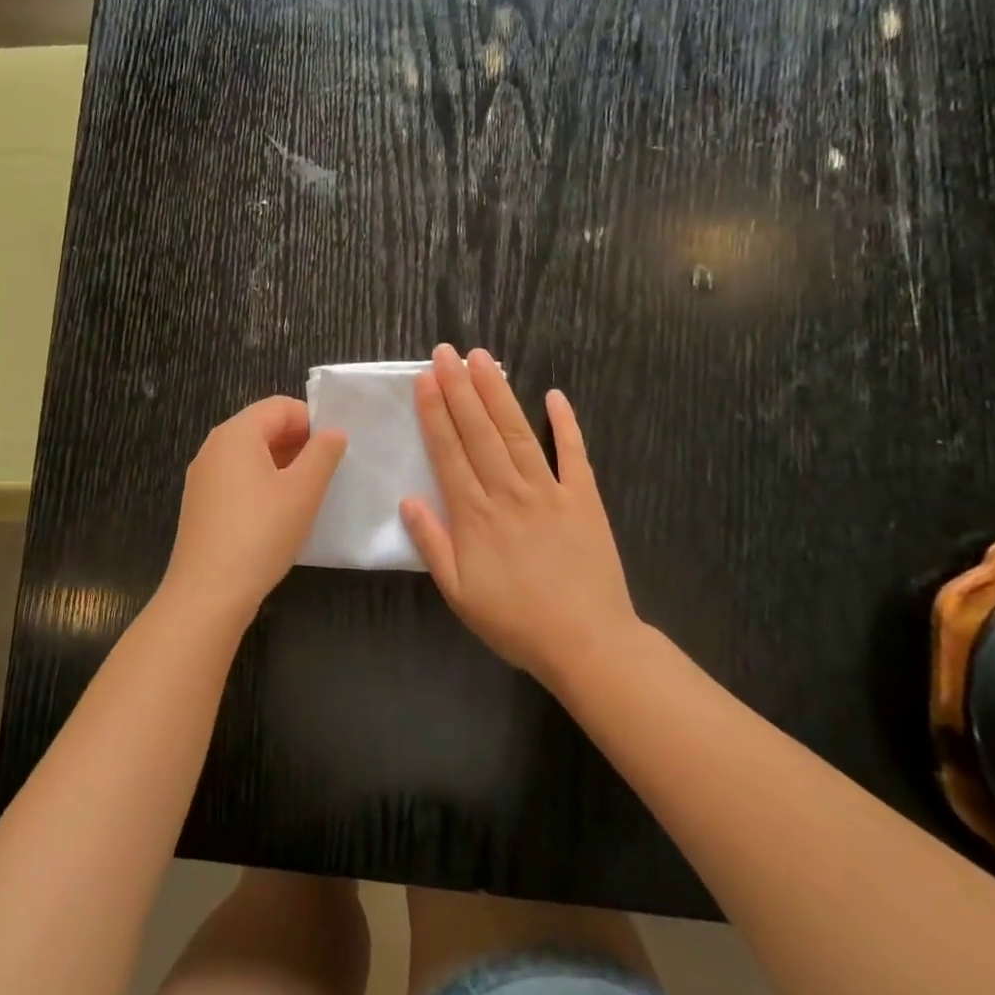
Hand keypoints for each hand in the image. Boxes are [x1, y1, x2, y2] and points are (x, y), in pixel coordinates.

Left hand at [160, 396, 347, 625]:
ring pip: (250, 455)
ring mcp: (203, 477)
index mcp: (236, 434)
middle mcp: (214, 447)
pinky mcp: (201, 504)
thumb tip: (333, 432)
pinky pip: (237, 478)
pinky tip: (280, 513)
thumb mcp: (303, 491)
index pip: (280, 406)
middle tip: (328, 470)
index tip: (336, 447)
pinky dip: (262, 484)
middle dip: (298, 442)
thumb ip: (323, 454)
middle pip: (262, 427)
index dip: (312, 420)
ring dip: (282, 464)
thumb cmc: (261, 533)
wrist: (208, 592)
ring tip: (309, 492)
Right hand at [401, 344, 643, 688]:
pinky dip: (565, 424)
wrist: (587, 643)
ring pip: (518, 433)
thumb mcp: (459, 593)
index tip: (426, 379)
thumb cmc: (515, 621)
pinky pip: (574, 455)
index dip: (436, 413)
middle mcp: (508, 493)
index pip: (449, 453)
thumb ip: (432, 544)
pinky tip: (554, 395)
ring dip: (498, 394)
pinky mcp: (584, 499)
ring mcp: (550, 492)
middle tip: (447, 352)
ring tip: (483, 359)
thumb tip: (407, 499)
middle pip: (479, 432)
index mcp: (475, 516)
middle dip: (460, 389)